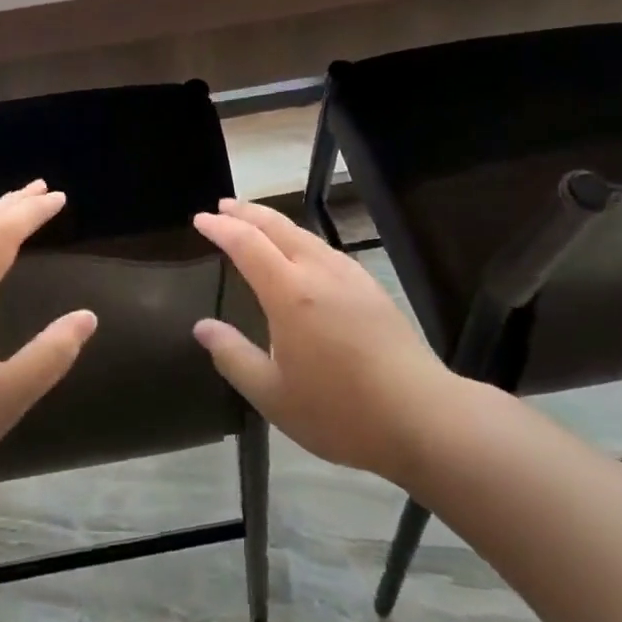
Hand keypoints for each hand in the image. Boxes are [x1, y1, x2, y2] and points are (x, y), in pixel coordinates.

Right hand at [192, 198, 456, 485]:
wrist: (422, 415)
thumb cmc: (340, 410)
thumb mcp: (274, 395)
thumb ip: (234, 357)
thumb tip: (202, 327)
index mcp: (290, 292)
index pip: (246, 243)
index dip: (220, 228)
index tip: (200, 219)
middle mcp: (318, 271)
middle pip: (276, 226)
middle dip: (246, 211)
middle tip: (222, 206)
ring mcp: (349, 275)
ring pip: (303, 233)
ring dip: (273, 222)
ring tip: (254, 223)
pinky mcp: (370, 286)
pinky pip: (325, 248)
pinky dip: (299, 238)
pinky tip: (301, 252)